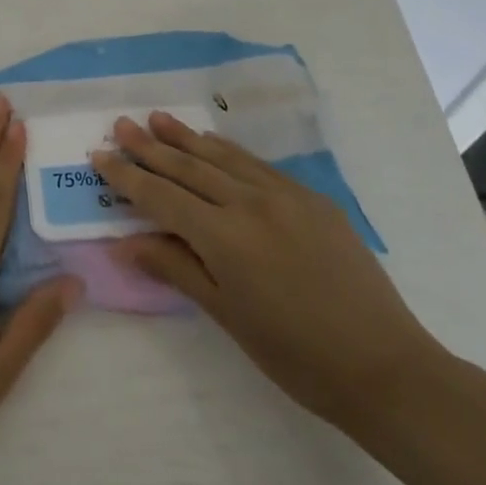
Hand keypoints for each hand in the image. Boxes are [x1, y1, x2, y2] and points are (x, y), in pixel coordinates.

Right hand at [91, 113, 447, 431]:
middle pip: (188, 167)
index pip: (161, 196)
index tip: (100, 155)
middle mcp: (250, 203)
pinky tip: (212, 142)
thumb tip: (124, 243)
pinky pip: (257, 165)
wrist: (385, 366)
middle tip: (121, 124)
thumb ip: (175, 268)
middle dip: (150, 146)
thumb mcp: (227, 316)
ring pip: (222, 157)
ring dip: (186, 137)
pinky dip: (227, 151)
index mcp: (224, 237)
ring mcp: (284, 195)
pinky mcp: (311, 198)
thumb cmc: (295, 355)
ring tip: (157, 118)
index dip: (127, 176)